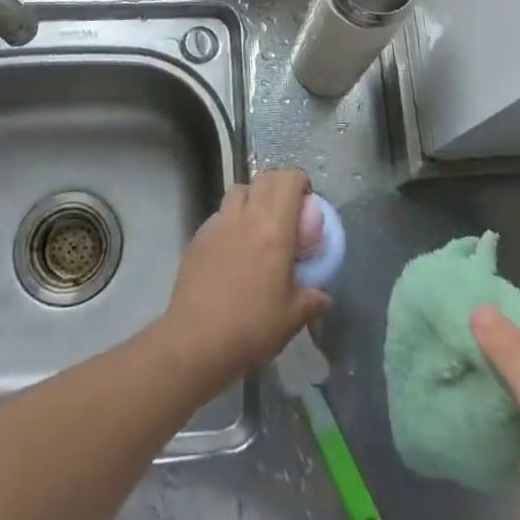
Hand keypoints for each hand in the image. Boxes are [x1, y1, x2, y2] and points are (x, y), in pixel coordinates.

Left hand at [162, 169, 328, 389]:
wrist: (196, 340)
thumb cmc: (251, 326)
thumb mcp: (292, 318)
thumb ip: (312, 300)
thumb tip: (323, 296)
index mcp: (274, 229)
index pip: (287, 182)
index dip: (299, 182)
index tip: (306, 200)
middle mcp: (246, 217)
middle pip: (263, 180)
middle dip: (278, 185)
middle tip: (286, 209)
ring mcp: (218, 224)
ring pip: (237, 192)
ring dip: (252, 197)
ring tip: (257, 223)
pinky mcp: (198, 238)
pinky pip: (218, 216)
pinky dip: (230, 220)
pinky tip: (231, 248)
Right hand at [472, 309, 519, 519]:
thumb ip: (515, 353)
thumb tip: (479, 307)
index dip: (502, 320)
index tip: (458, 317)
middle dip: (491, 346)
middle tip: (448, 341)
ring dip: (490, 374)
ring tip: (452, 365)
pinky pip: (518, 408)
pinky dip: (495, 402)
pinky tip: (469, 400)